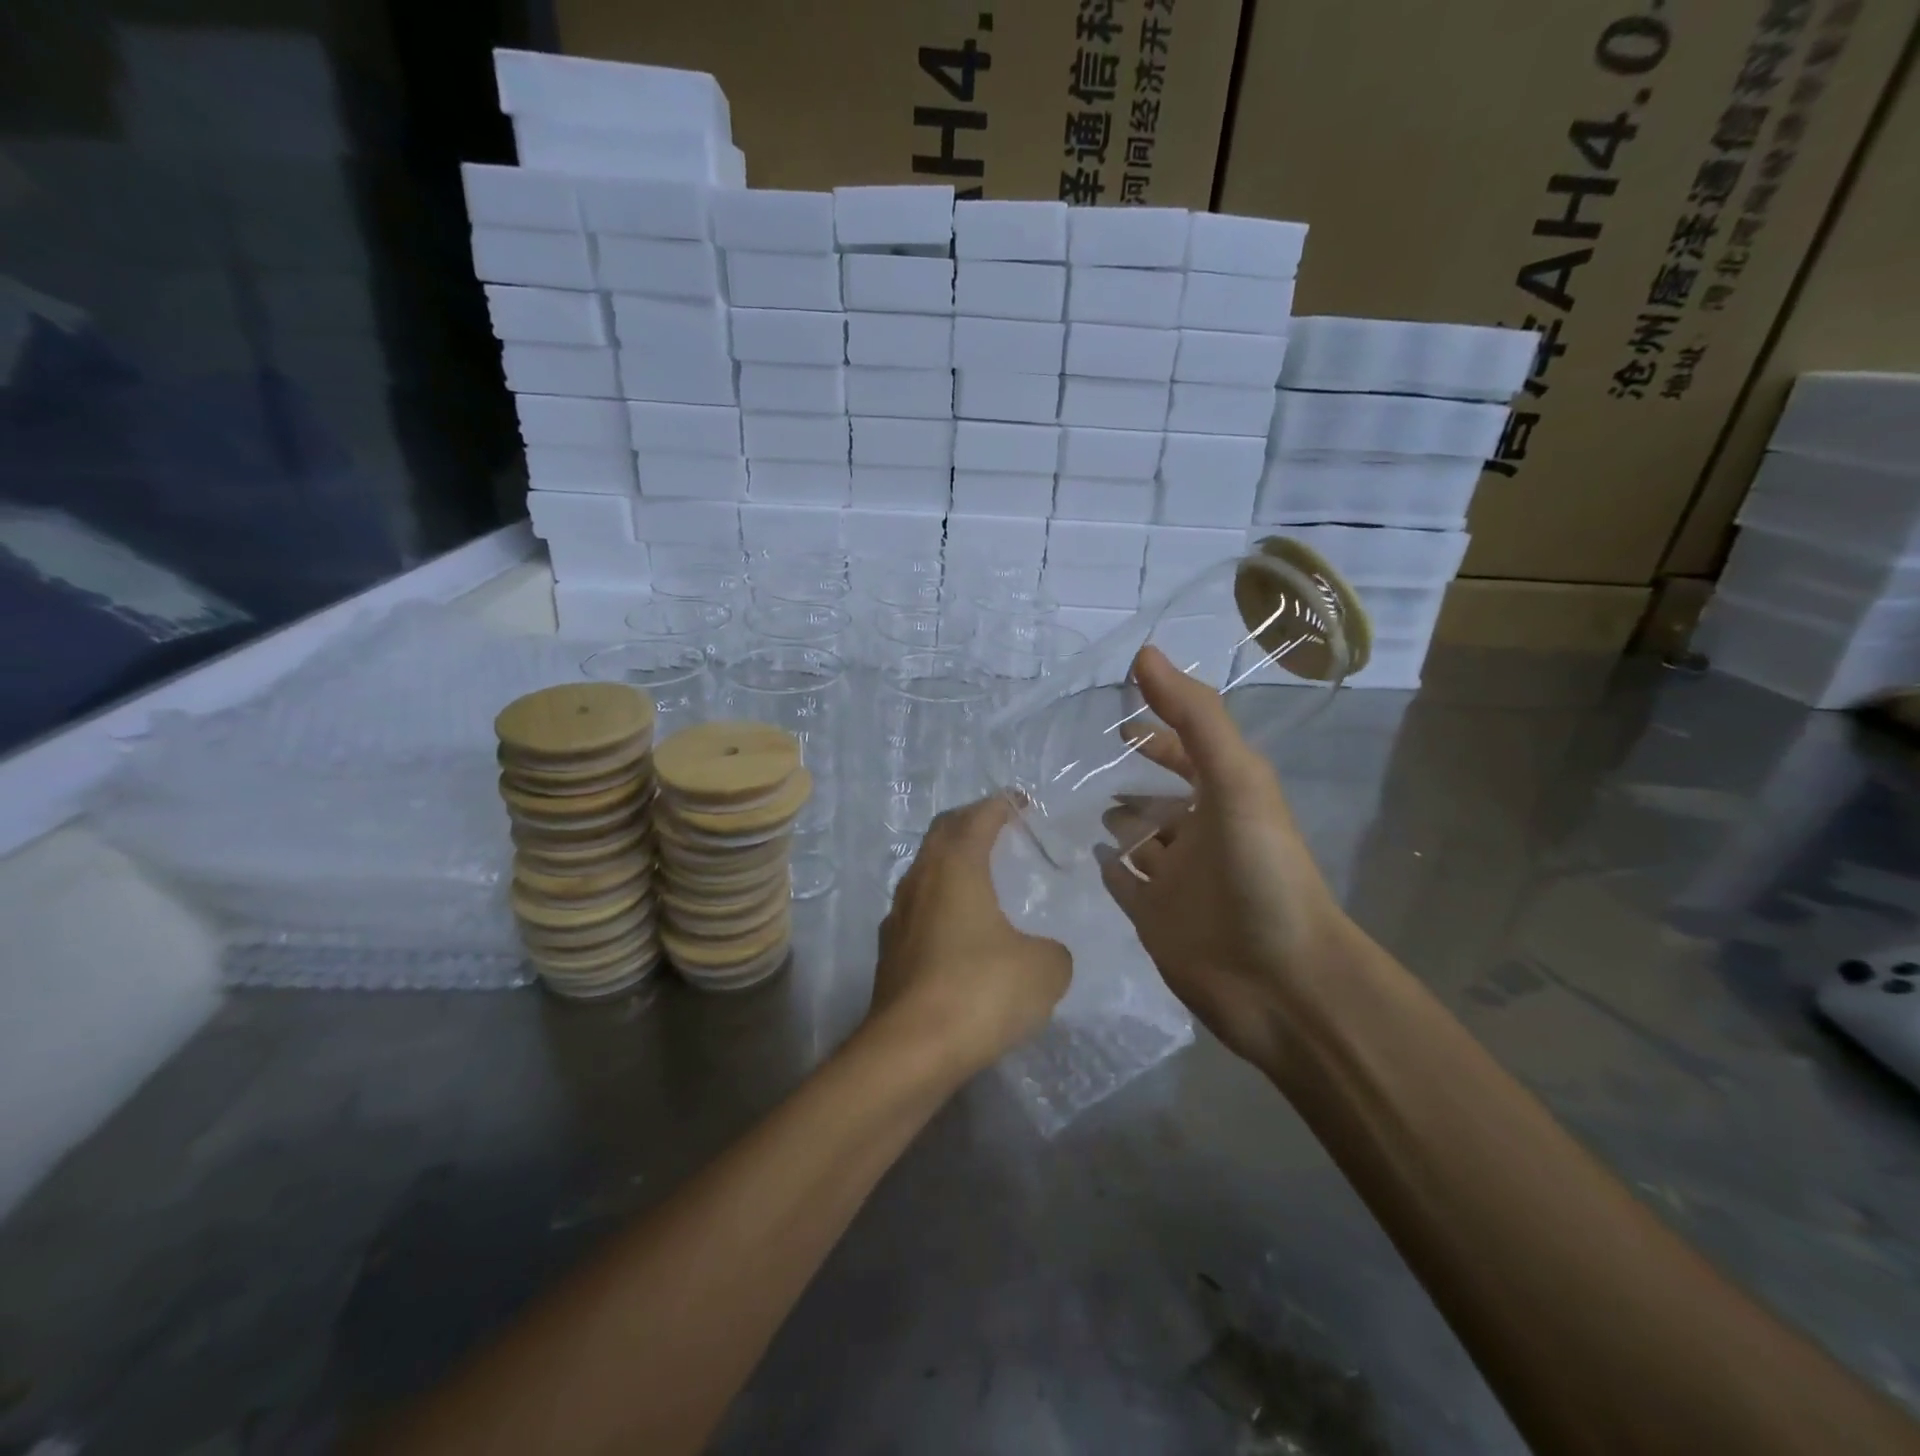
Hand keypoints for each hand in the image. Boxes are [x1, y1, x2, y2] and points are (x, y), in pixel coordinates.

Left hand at [868, 795, 1073, 1075]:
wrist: (911, 1051)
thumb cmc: (980, 992)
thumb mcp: (1043, 970)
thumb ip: (1051, 951)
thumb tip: (1040, 953)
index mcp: (956, 868)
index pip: (977, 819)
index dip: (1000, 805)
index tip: (1020, 801)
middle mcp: (920, 882)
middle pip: (941, 835)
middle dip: (969, 823)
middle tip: (997, 826)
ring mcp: (898, 917)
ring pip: (925, 872)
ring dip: (951, 863)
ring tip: (980, 874)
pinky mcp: (890, 953)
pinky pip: (919, 909)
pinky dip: (941, 902)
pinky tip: (960, 929)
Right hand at [1097, 648, 1360, 1074]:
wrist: (1279, 981)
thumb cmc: (1261, 870)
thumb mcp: (1237, 779)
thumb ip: (1194, 716)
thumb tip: (1144, 652)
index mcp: (1226, 798)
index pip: (1188, 752)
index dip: (1158, 729)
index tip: (1113, 716)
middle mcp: (1201, 835)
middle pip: (1160, 796)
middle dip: (1128, 777)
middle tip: (1074, 760)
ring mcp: (1177, 880)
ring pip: (1139, 840)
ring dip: (1115, 821)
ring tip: (1067, 800)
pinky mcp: (1155, 920)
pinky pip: (1125, 885)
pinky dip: (1107, 867)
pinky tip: (1080, 851)